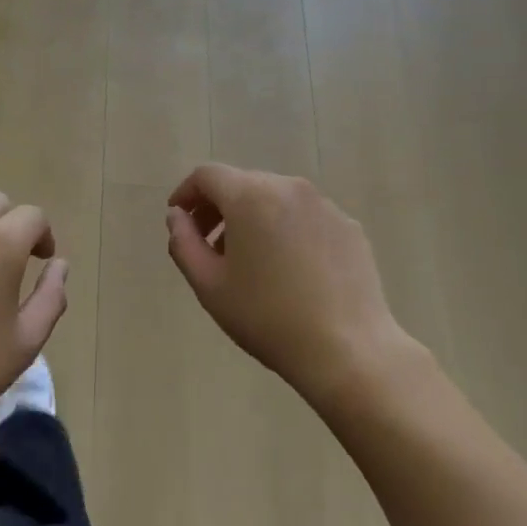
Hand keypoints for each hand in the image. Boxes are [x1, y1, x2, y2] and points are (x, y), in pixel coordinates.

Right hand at [165, 164, 407, 408]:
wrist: (347, 349)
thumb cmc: (266, 317)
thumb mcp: (209, 285)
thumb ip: (183, 242)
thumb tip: (177, 216)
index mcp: (250, 196)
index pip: (207, 175)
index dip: (186, 193)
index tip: (179, 219)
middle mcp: (289, 188)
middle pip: (243, 183)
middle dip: (219, 208)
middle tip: (209, 246)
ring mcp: (325, 206)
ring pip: (276, 199)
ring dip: (253, 219)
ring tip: (249, 262)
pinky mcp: (349, 227)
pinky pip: (306, 218)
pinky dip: (286, 230)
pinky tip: (290, 272)